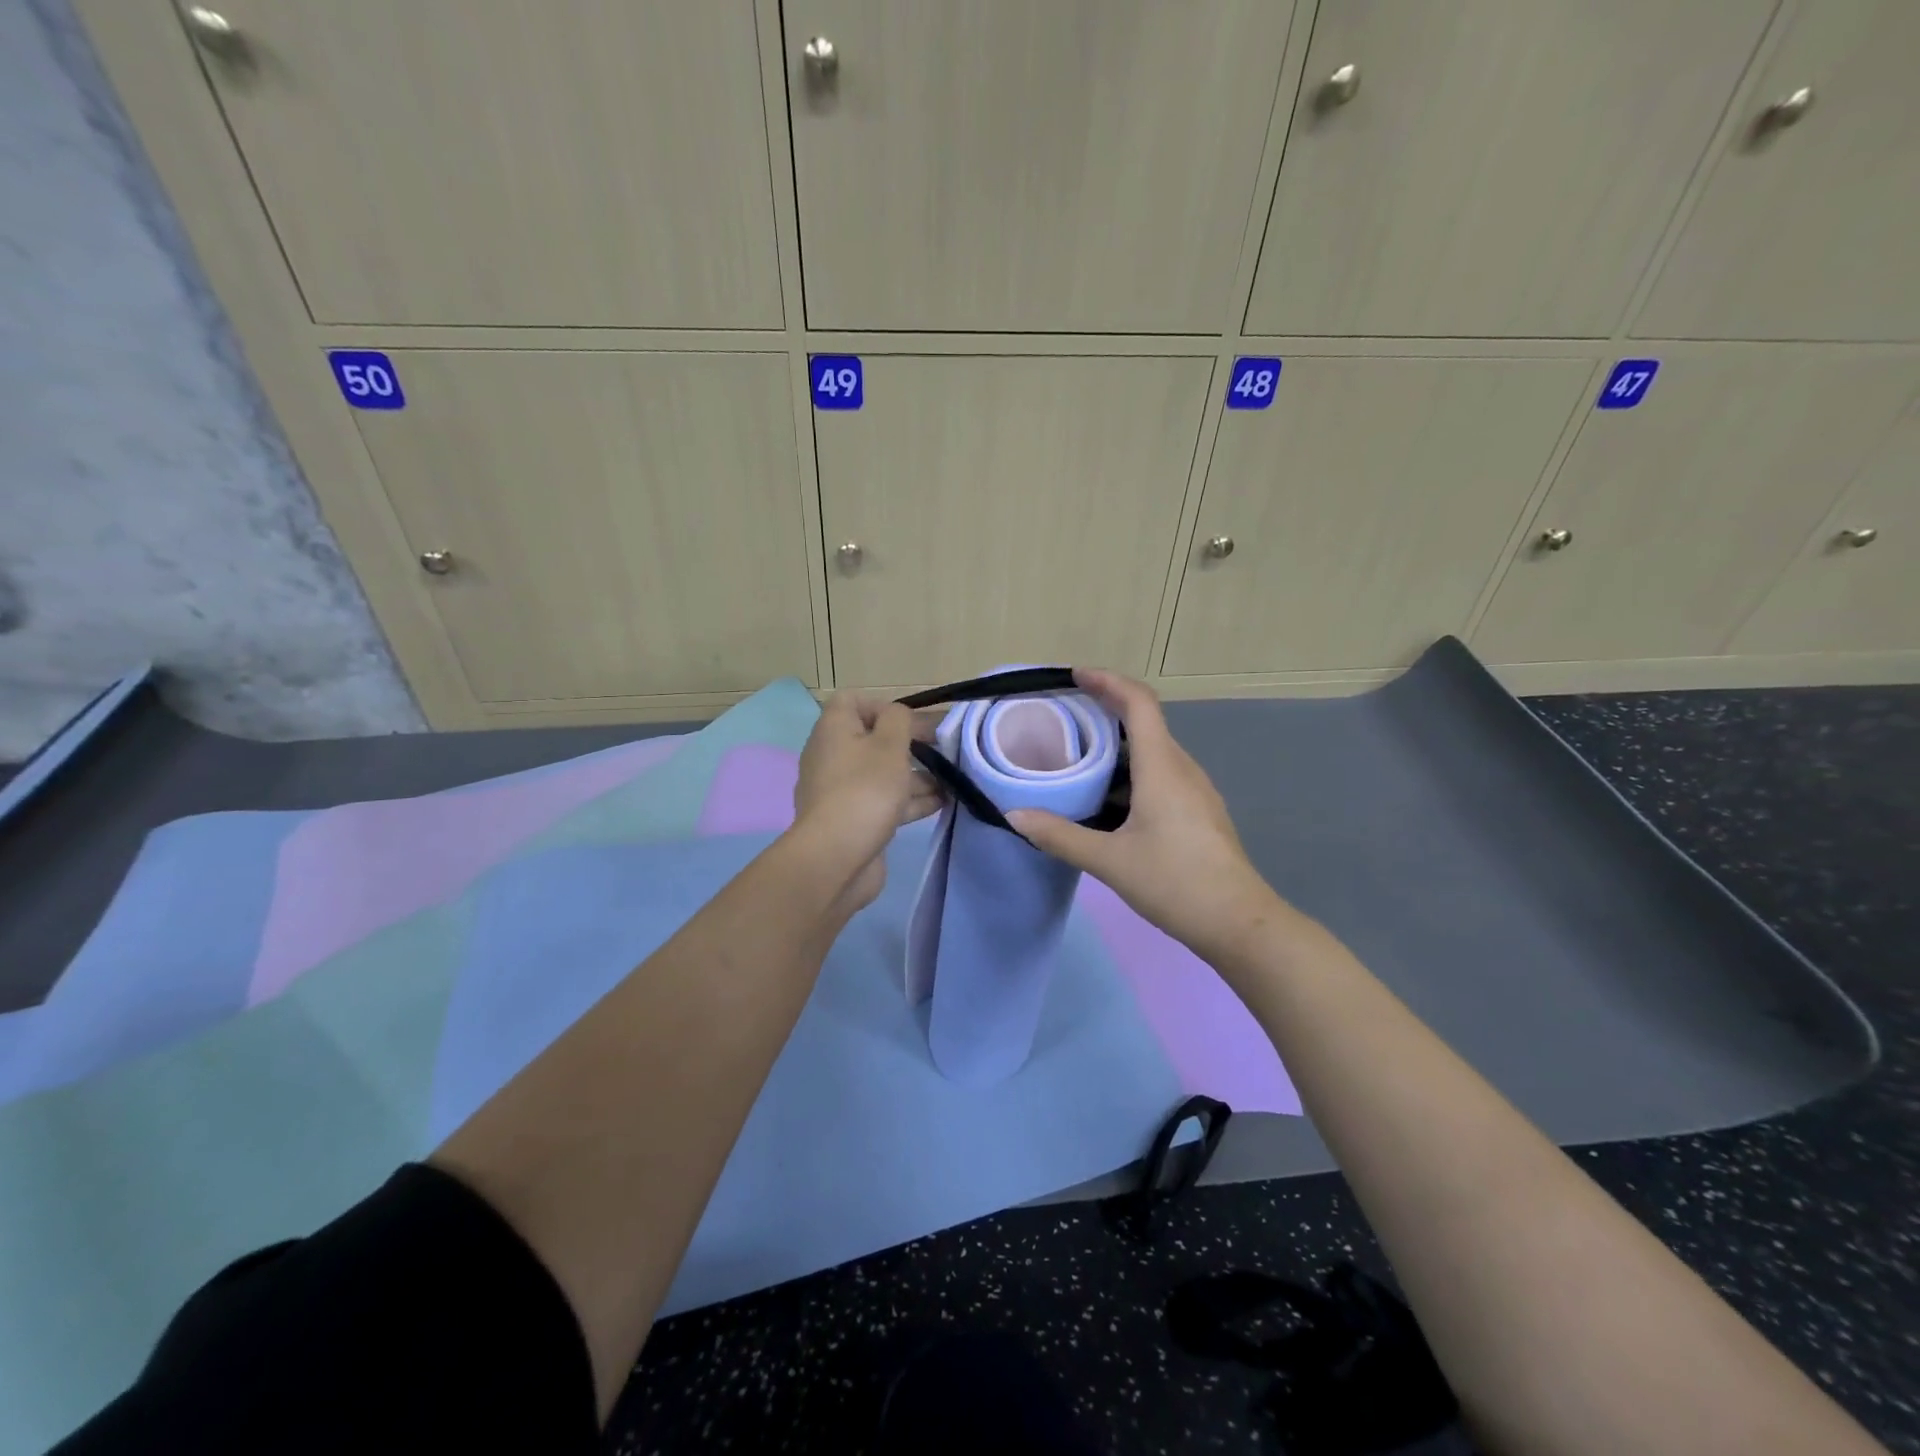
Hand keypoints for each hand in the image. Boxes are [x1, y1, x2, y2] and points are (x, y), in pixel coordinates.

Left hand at [792, 693, 942, 909]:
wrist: (836, 858)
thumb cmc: (865, 790)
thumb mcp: (890, 744)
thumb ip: (899, 720)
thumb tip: (898, 715)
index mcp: (833, 730)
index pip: (852, 701)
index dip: (884, 706)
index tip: (912, 722)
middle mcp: (832, 756)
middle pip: (874, 739)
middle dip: (912, 744)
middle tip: (945, 750)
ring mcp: (841, 791)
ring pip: (883, 773)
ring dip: (917, 775)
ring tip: (953, 778)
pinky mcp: (854, 820)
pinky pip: (884, 801)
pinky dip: (910, 800)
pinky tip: (943, 802)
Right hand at [1007, 669, 1291, 964]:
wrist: (1239, 923)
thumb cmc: (1175, 882)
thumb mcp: (1109, 861)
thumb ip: (1060, 836)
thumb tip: (1014, 817)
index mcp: (1162, 767)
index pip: (1139, 703)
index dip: (1108, 681)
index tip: (1075, 676)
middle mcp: (1182, 768)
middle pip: (1145, 723)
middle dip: (1106, 712)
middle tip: (1065, 720)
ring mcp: (1196, 790)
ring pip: (1153, 752)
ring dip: (1117, 747)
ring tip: (1078, 760)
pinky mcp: (1199, 811)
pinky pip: (1162, 775)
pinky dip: (1131, 772)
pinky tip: (1109, 802)